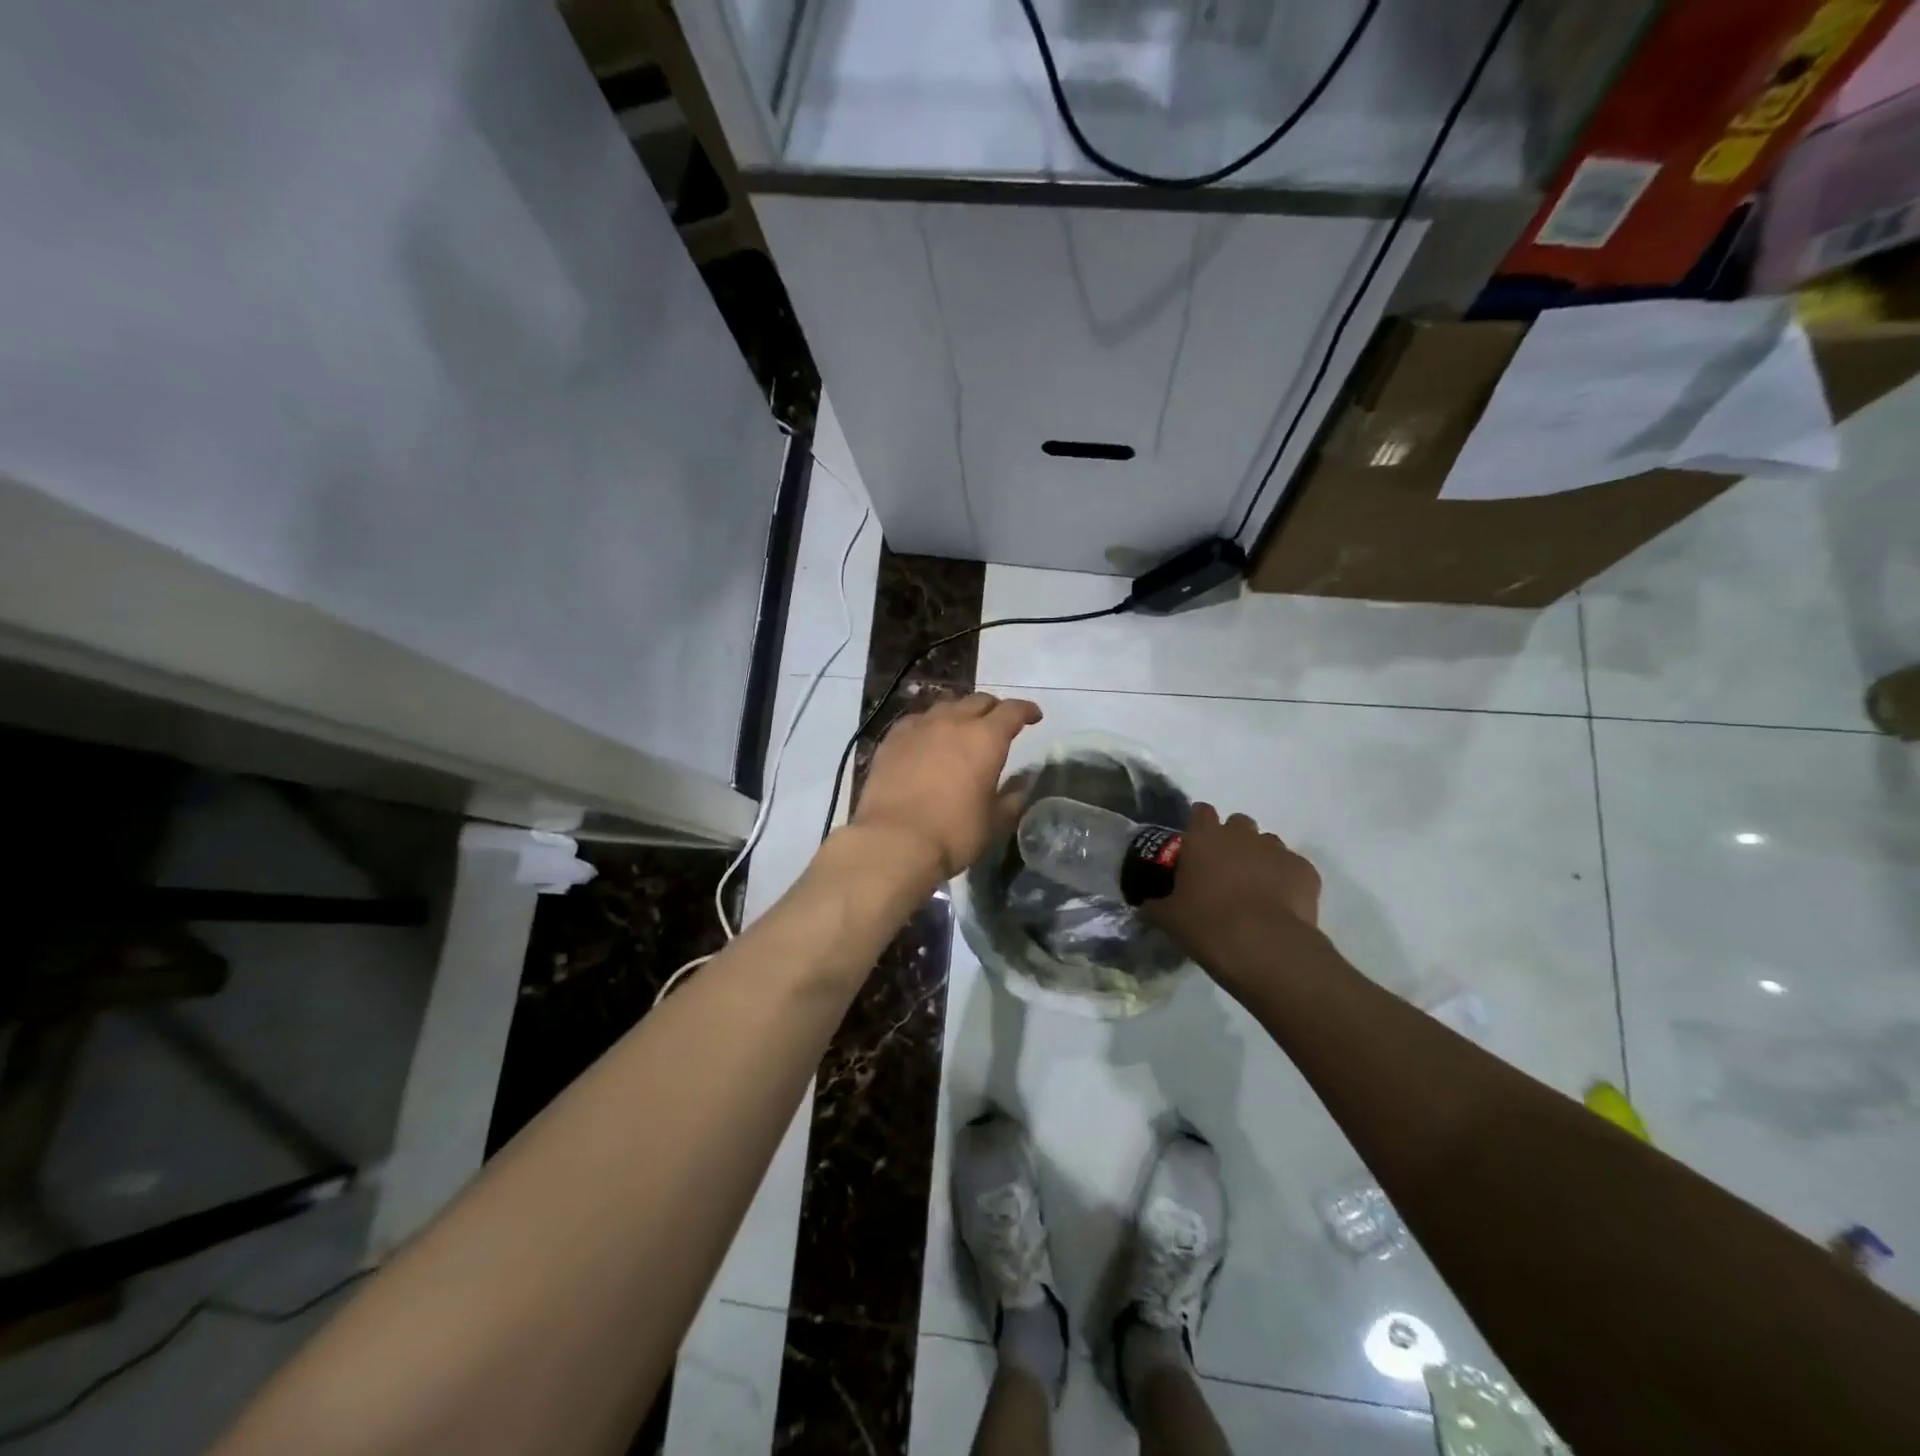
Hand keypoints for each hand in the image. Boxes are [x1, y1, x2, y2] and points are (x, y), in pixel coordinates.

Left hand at [852, 693, 1043, 879]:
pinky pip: (917, 720)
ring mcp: (919, 726)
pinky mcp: (892, 738)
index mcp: (986, 738)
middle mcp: (953, 722)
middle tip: (998, 724)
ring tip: (962, 728)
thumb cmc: (953, 833)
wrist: (894, 840)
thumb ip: (1010, 800)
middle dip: (993, 709)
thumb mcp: (992, 822)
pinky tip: (927, 738)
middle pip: (978, 701)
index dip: (1026, 710)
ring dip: (960, 713)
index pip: (1012, 710)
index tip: (1033, 716)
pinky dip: (929, 725)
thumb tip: (1019, 789)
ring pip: (946, 706)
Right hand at [1146, 803, 1320, 966]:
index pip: (1201, 812)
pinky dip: (1287, 879)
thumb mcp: (1169, 918)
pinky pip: (1293, 867)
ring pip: (1268, 843)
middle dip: (1233, 840)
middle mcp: (1242, 835)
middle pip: (1238, 823)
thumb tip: (1144, 907)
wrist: (1264, 947)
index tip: (1195, 845)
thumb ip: (1156, 905)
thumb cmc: (1206, 924)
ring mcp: (1277, 850)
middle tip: (1225, 869)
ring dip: (1260, 858)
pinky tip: (1281, 903)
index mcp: (1204, 838)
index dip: (1198, 825)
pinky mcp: (1305, 870)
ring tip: (1255, 888)